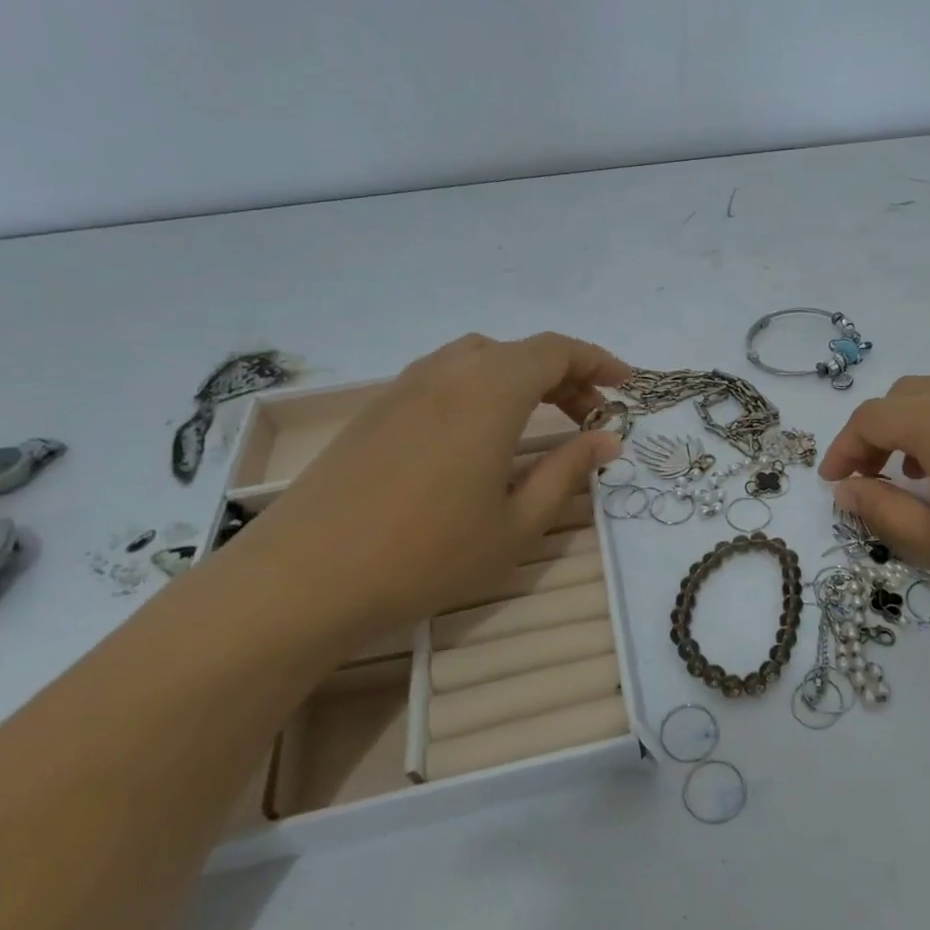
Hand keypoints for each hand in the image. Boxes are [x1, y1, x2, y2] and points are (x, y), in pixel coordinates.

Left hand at [213, 333, 627, 649]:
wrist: (304, 578)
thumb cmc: (426, 554)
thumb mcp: (516, 523)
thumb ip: (567, 472)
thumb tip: (607, 439)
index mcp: (489, 391)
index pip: (555, 350)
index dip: (597, 360)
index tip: (626, 386)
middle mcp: (448, 373)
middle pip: (518, 351)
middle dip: (564, 374)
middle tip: (590, 413)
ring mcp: (404, 388)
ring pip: (478, 359)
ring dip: (519, 377)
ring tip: (539, 418)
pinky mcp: (376, 410)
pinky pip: (443, 377)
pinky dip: (480, 388)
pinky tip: (479, 435)